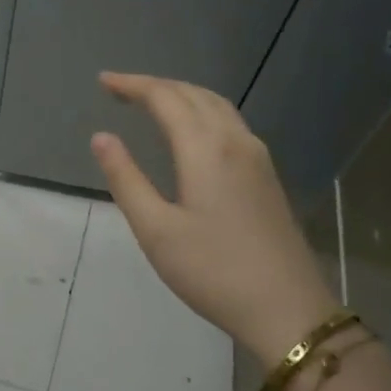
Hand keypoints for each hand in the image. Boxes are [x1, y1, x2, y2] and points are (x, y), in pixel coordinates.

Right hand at [90, 72, 337, 366]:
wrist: (287, 309)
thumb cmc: (213, 271)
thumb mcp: (156, 230)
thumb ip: (126, 179)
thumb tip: (102, 137)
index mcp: (205, 148)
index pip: (165, 98)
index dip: (132, 85)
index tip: (103, 81)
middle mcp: (235, 140)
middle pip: (193, 94)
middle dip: (155, 86)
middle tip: (120, 89)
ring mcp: (257, 157)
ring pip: (217, 105)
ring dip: (181, 94)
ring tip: (152, 101)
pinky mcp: (267, 175)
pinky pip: (231, 122)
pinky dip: (202, 110)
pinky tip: (193, 130)